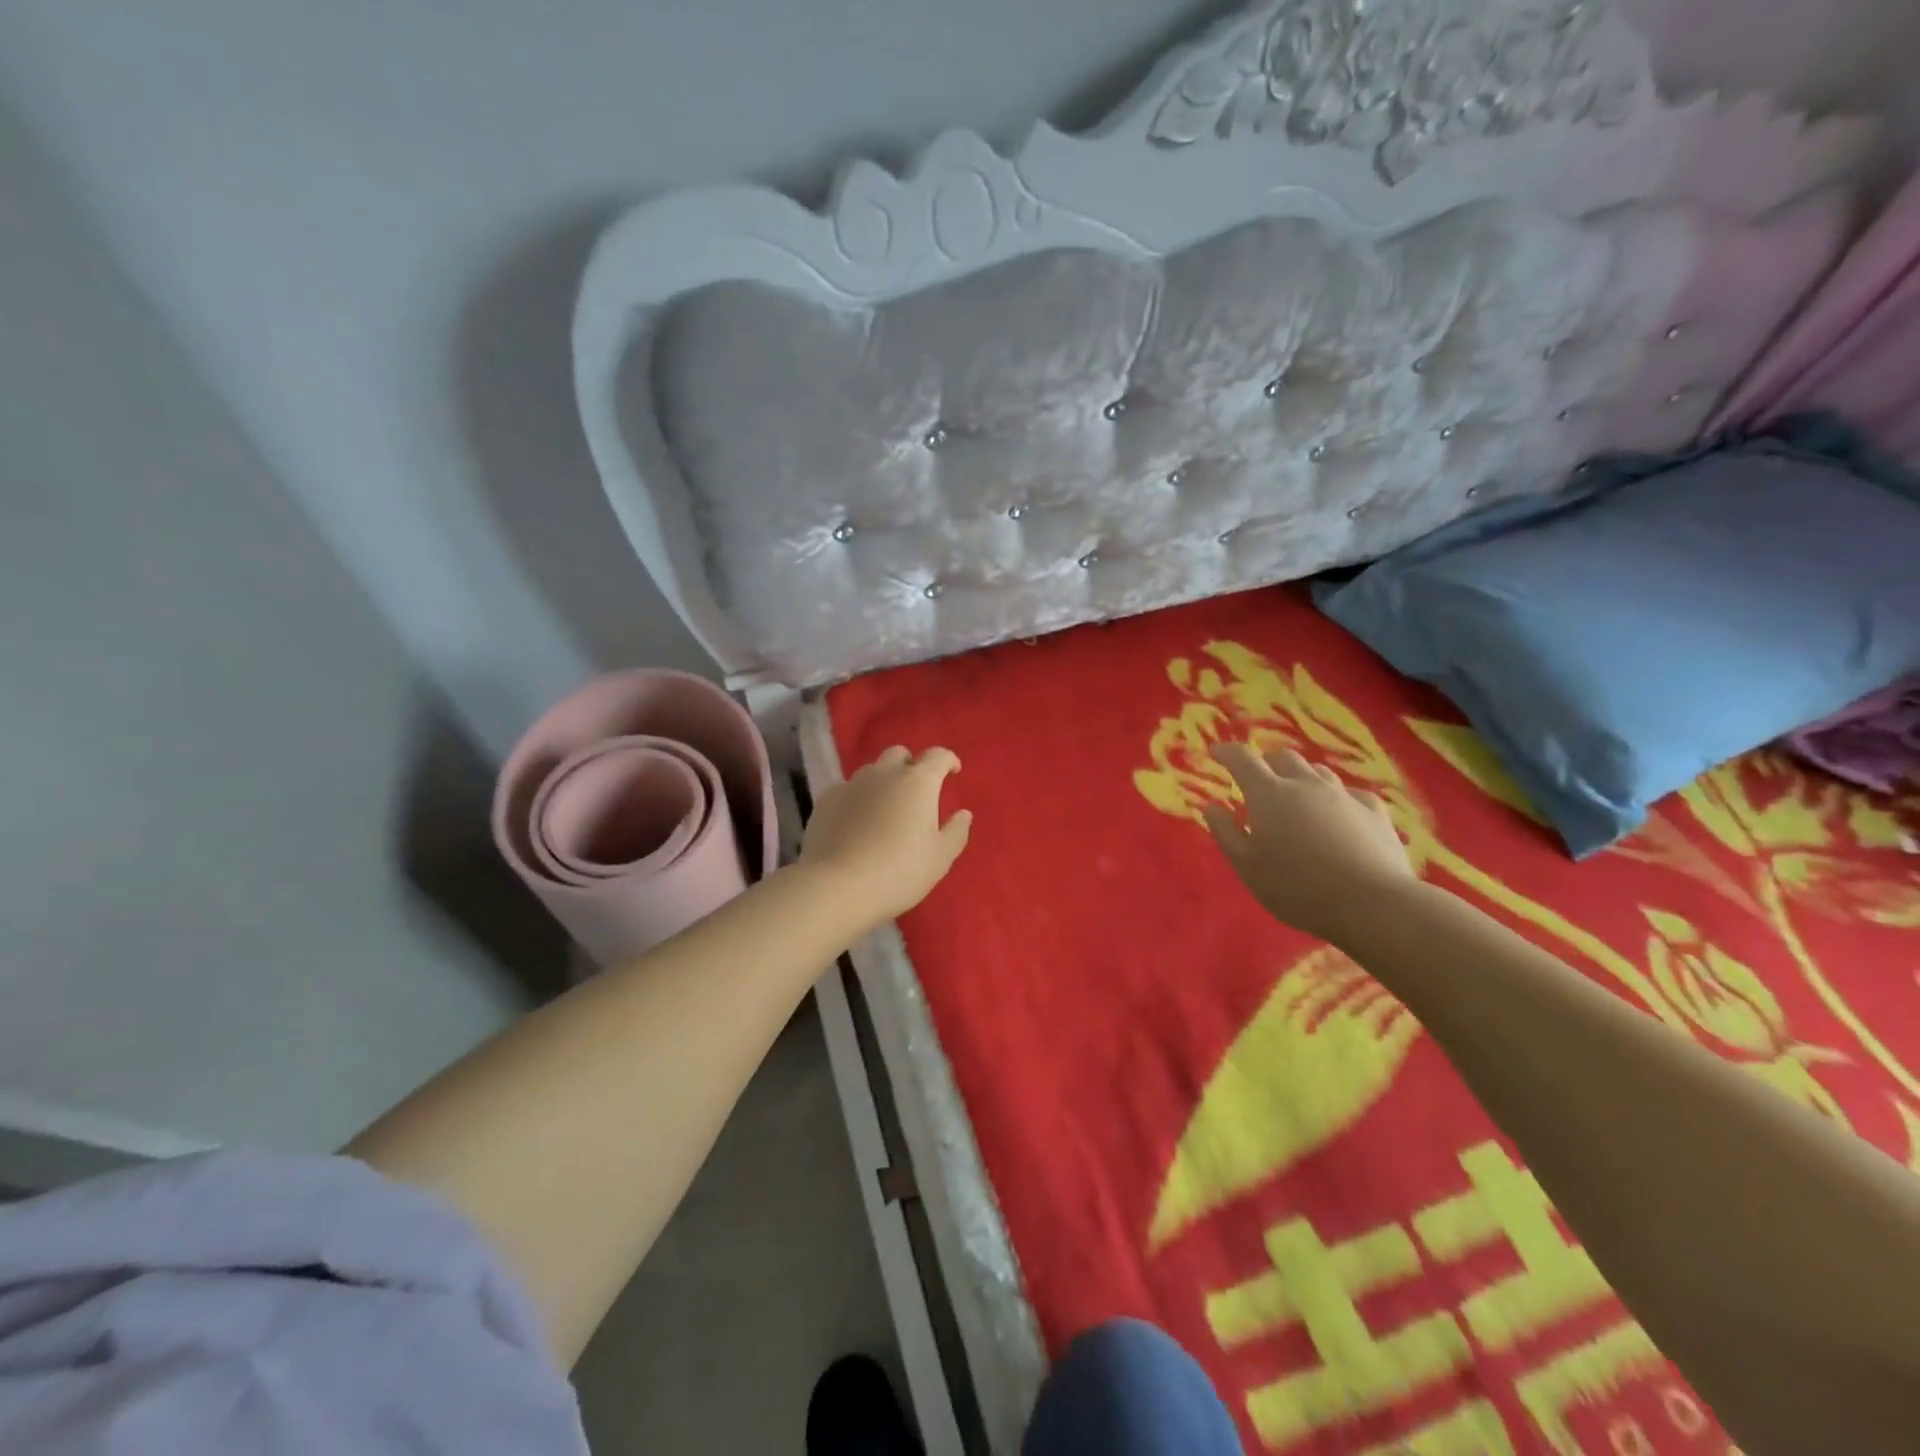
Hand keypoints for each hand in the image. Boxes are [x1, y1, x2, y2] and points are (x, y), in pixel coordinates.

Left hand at [799, 746, 971, 926]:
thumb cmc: (899, 871)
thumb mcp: (940, 858)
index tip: (953, 772)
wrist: (836, 886)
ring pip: (871, 771)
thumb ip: (956, 831)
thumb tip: (963, 814)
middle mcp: (884, 773)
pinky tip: (857, 822)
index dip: (948, 760)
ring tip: (885, 809)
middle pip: (900, 755)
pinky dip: (858, 798)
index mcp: (918, 782)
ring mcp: (851, 784)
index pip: (937, 756)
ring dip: (883, 782)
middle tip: (916, 791)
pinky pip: (848, 790)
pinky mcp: (826, 800)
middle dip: (911, 766)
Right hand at [1202, 742, 1415, 945]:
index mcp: (1269, 794)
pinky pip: (1350, 793)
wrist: (1372, 903)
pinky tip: (1338, 812)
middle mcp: (1306, 784)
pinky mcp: (1374, 811)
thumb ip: (1225, 832)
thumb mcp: (1247, 866)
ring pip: (1318, 771)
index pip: (1243, 759)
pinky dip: (1336, 797)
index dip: (1227, 752)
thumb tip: (1211, 806)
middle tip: (1257, 777)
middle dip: (1266, 761)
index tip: (1216, 752)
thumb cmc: (1296, 887)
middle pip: (1283, 757)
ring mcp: (1343, 795)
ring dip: (1300, 776)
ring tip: (1295, 795)